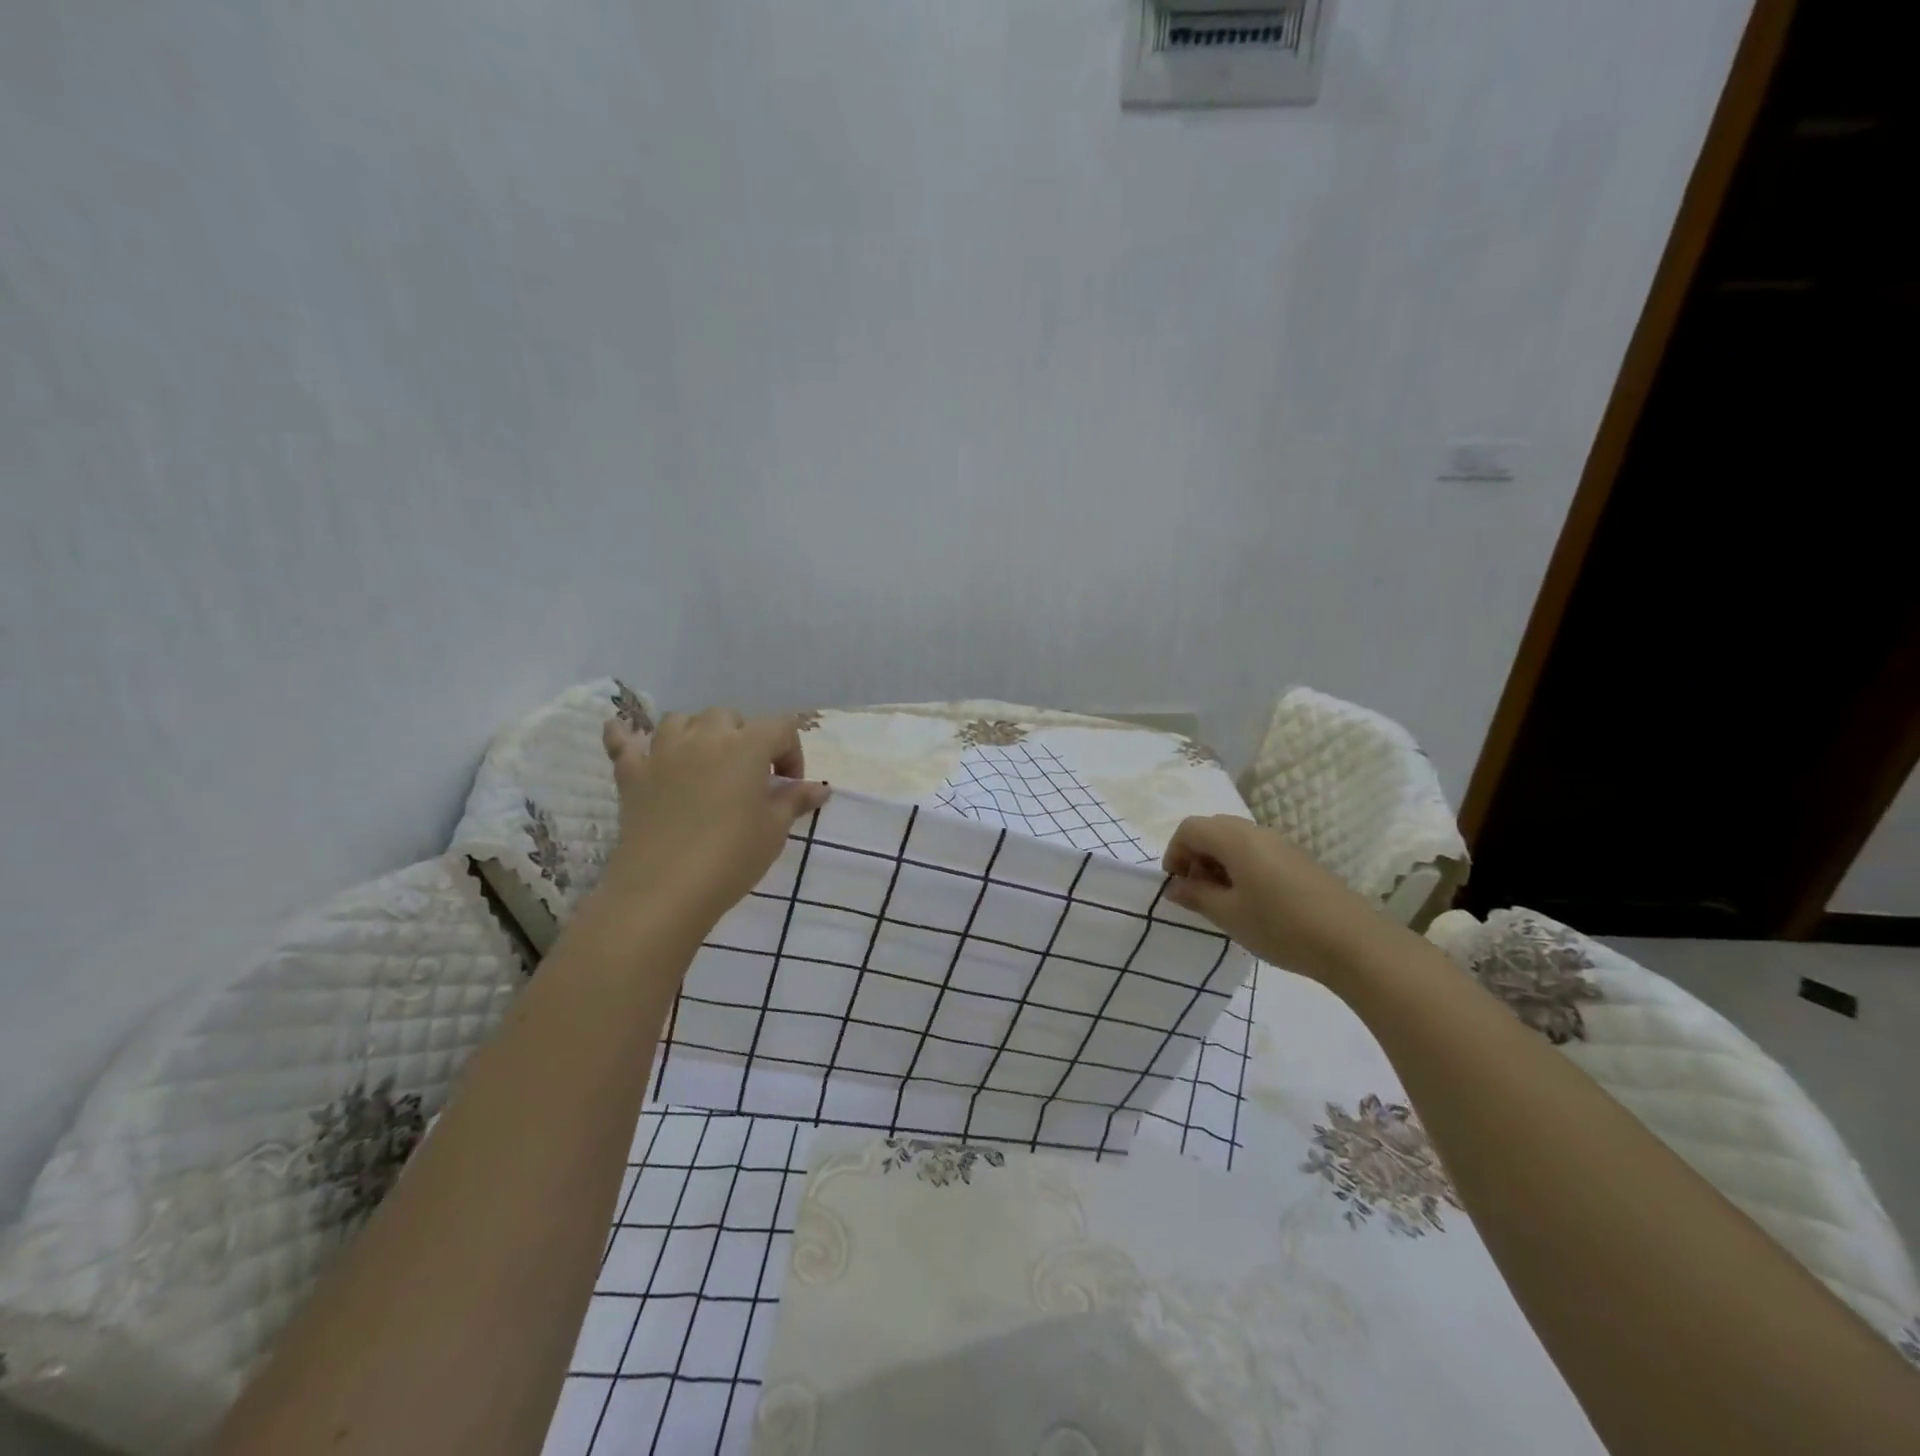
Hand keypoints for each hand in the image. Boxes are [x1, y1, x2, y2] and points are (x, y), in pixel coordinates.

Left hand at [598, 708, 829, 926]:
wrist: (665, 890)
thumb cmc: (731, 856)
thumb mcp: (774, 829)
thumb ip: (794, 801)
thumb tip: (820, 789)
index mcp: (746, 746)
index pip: (781, 727)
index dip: (792, 751)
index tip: (790, 785)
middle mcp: (704, 738)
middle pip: (728, 717)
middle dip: (744, 738)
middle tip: (749, 775)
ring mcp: (663, 753)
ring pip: (680, 720)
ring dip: (696, 732)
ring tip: (704, 759)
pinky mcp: (632, 774)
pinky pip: (623, 742)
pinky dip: (625, 735)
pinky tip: (623, 733)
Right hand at [1162, 815, 1396, 981]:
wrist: (1353, 943)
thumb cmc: (1280, 926)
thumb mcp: (1229, 915)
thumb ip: (1197, 896)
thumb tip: (1176, 886)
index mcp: (1235, 839)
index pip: (1190, 828)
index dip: (1175, 852)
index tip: (1177, 884)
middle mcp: (1257, 832)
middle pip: (1213, 829)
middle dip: (1196, 855)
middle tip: (1198, 891)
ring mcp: (1282, 844)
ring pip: (1237, 840)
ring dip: (1220, 862)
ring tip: (1224, 900)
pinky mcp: (1299, 859)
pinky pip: (1258, 851)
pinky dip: (1243, 867)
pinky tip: (1253, 902)